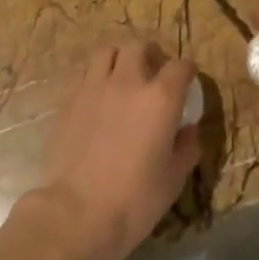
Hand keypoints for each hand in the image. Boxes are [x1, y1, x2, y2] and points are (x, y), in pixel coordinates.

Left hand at [38, 38, 199, 259]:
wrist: (77, 212)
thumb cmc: (135, 199)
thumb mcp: (174, 178)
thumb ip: (186, 147)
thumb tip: (188, 130)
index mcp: (161, 98)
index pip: (180, 66)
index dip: (188, 70)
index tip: (189, 80)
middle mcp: (128, 83)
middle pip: (139, 47)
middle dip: (151, 54)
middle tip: (154, 71)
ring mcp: (94, 88)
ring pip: (107, 52)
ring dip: (120, 59)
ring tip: (123, 77)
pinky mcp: (69, 101)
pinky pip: (86, 75)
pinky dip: (97, 78)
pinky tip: (100, 98)